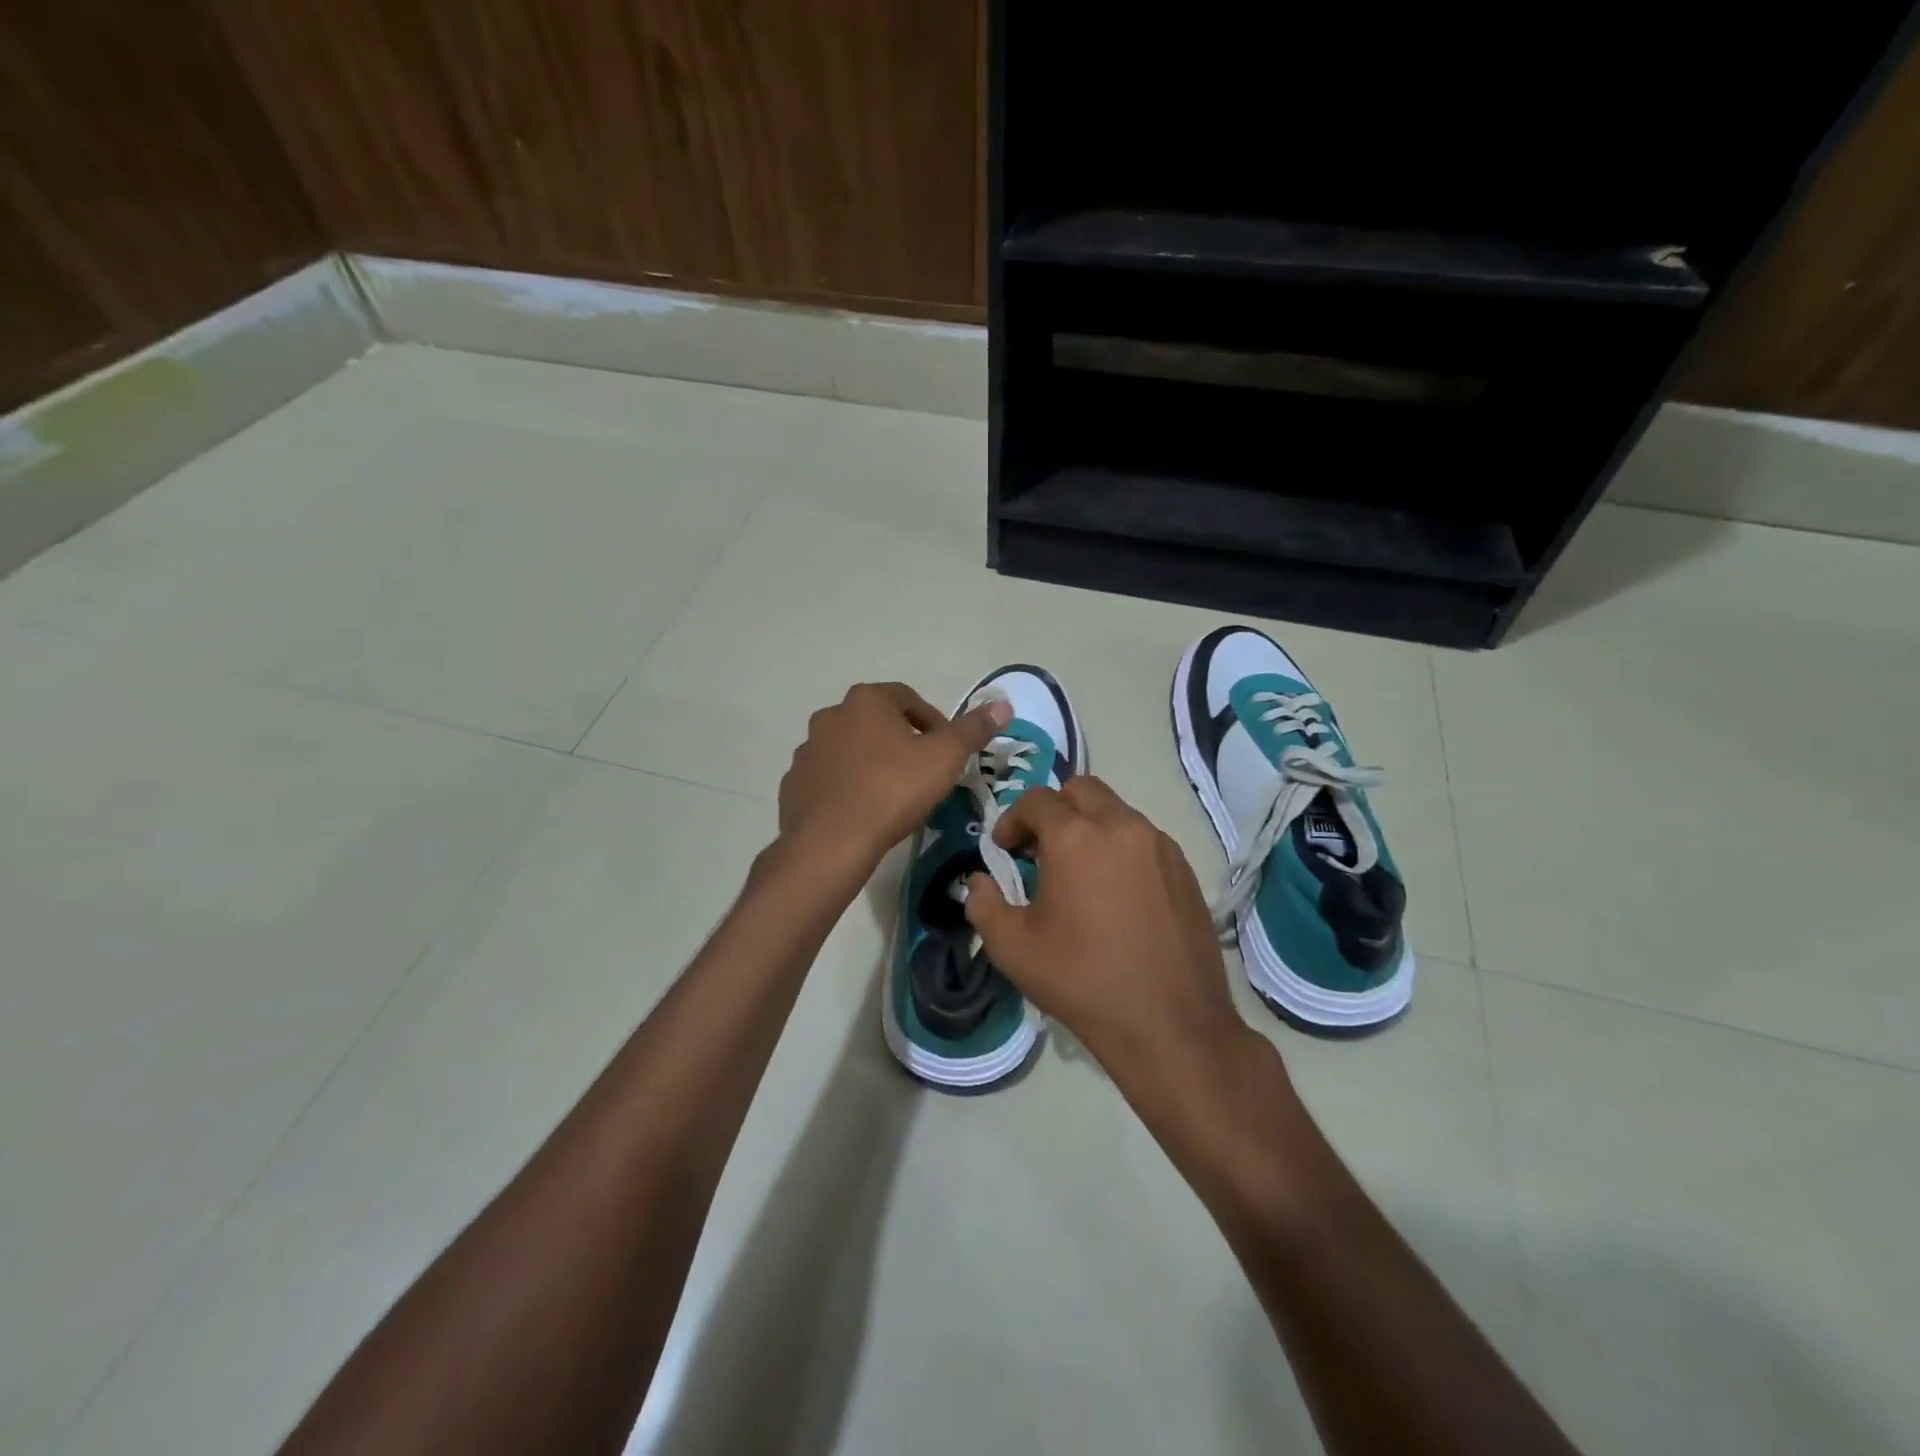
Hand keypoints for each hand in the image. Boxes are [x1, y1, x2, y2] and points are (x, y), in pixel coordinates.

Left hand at [778, 682, 1009, 871]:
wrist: (831, 842)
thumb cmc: (892, 790)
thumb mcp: (944, 758)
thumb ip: (973, 730)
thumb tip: (1003, 704)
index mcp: (866, 700)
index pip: (908, 698)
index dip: (933, 722)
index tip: (945, 750)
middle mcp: (831, 715)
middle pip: (877, 721)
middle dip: (901, 741)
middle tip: (922, 771)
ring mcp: (808, 750)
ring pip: (850, 749)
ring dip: (872, 762)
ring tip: (892, 794)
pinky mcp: (793, 783)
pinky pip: (829, 777)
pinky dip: (847, 785)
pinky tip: (863, 811)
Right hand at [963, 777, 1250, 1078]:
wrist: (1169, 1024)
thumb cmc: (1082, 981)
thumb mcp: (1013, 948)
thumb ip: (983, 903)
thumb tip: (979, 880)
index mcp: (1076, 837)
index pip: (1036, 800)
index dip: (1012, 820)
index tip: (1005, 851)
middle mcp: (1121, 826)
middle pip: (1081, 789)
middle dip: (1054, 810)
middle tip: (1041, 849)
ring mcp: (1160, 845)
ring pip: (1116, 811)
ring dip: (1090, 827)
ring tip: (1080, 873)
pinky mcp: (1185, 868)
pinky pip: (1144, 839)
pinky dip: (1121, 848)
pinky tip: (1117, 893)